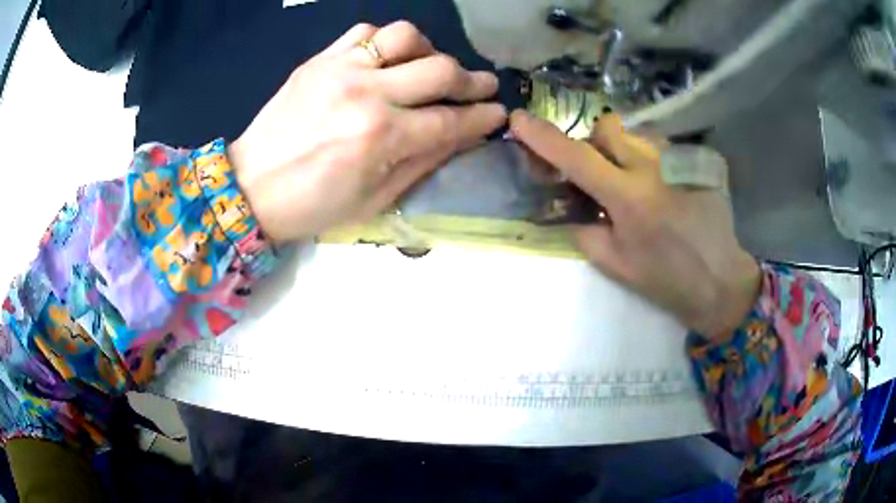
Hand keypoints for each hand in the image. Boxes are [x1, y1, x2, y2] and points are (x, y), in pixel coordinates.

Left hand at [228, 22, 506, 242]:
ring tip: (431, 68)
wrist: (249, 187)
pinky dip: (387, 41)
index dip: (482, 117)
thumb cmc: (312, 206)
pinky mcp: (320, 60)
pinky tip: (390, 58)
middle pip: (440, 70)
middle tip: (483, 87)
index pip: (450, 121)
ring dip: (430, 51)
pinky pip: (365, 31)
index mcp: (381, 138)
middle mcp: (367, 93)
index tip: (499, 114)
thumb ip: (422, 163)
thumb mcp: (374, 200)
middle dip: (472, 80)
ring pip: (406, 37)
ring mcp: (341, 69)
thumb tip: (459, 136)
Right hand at [510, 111, 760, 338]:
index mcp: (629, 199)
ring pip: (636, 133)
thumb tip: (572, 207)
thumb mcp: (616, 266)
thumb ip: (585, 231)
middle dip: (594, 143)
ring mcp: (678, 160)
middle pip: (608, 126)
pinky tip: (663, 187)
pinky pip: (660, 146)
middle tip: (600, 172)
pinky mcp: (696, 161)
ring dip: (624, 151)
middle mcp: (653, 168)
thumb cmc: (667, 280)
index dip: (544, 138)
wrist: (719, 280)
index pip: (577, 158)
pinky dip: (649, 159)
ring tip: (637, 184)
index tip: (519, 120)